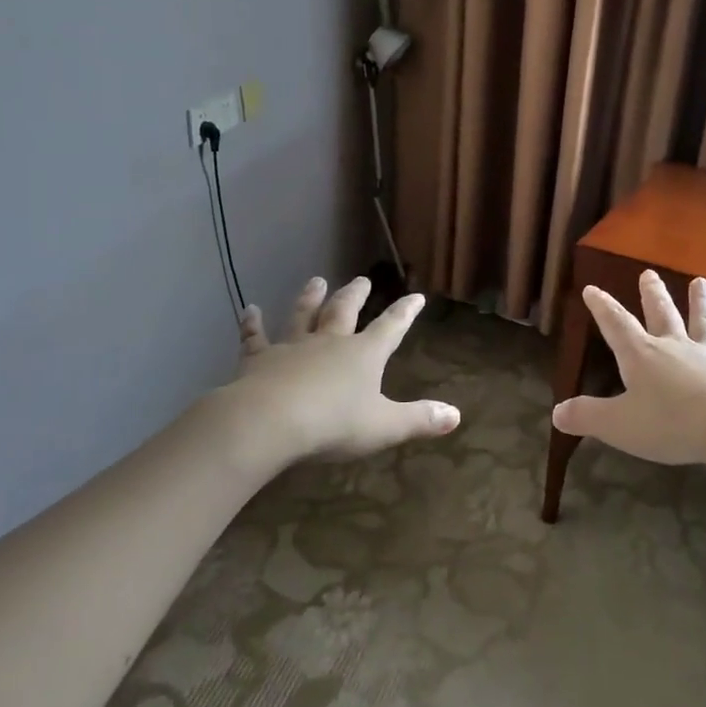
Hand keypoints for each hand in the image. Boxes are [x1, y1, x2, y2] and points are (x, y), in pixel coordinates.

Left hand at [226, 276, 460, 462]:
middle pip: (344, 311)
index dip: (405, 312)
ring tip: (316, 280)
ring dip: (310, 298)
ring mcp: (293, 347)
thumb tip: (456, 415)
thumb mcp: (384, 427)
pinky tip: (249, 310)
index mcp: (364, 355)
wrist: (271, 421)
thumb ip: (419, 420)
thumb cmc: (334, 424)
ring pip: (303, 315)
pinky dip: (252, 324)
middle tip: (362, 279)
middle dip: (356, 295)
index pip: (391, 328)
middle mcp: (330, 342)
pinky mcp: (260, 359)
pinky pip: (255, 337)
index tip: (416, 296)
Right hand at [551, 271, 705, 467]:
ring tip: (700, 281)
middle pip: (662, 314)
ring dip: (700, 301)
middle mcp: (675, 346)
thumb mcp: (618, 425)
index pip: (616, 325)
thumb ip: (587, 417)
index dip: (602, 307)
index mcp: (642, 356)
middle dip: (652, 294)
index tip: (592, 289)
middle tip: (648, 273)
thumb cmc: (670, 424)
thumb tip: (556, 413)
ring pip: (703, 322)